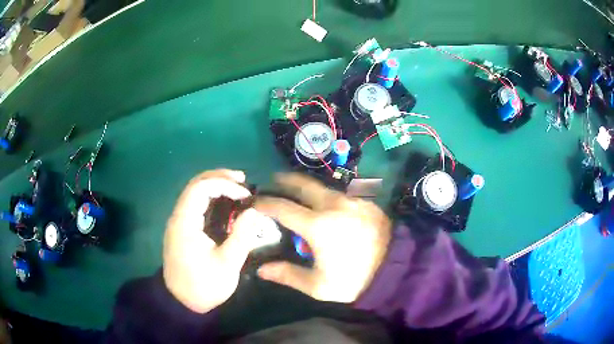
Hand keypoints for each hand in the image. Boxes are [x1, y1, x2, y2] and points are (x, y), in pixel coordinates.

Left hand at [163, 169, 275, 312]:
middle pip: (195, 184)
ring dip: (215, 185)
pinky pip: (195, 204)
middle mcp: (178, 217)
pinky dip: (211, 197)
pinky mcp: (182, 229)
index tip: (245, 195)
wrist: (182, 302)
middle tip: (243, 180)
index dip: (224, 184)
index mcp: (185, 223)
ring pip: (194, 192)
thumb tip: (253, 211)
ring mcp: (178, 222)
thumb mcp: (227, 264)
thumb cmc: (204, 285)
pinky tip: (225, 202)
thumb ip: (241, 236)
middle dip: (219, 177)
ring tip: (237, 187)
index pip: (200, 188)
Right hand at [255, 173, 390, 302]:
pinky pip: (342, 194)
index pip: (283, 207)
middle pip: (304, 184)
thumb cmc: (354, 280)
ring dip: (308, 188)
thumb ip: (287, 275)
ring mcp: (353, 201)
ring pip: (324, 188)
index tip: (256, 201)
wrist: (394, 272)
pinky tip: (329, 206)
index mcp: (318, 225)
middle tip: (276, 180)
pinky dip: (329, 196)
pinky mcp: (367, 203)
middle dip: (286, 180)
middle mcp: (334, 205)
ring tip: (300, 193)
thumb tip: (261, 270)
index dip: (266, 203)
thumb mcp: (318, 285)